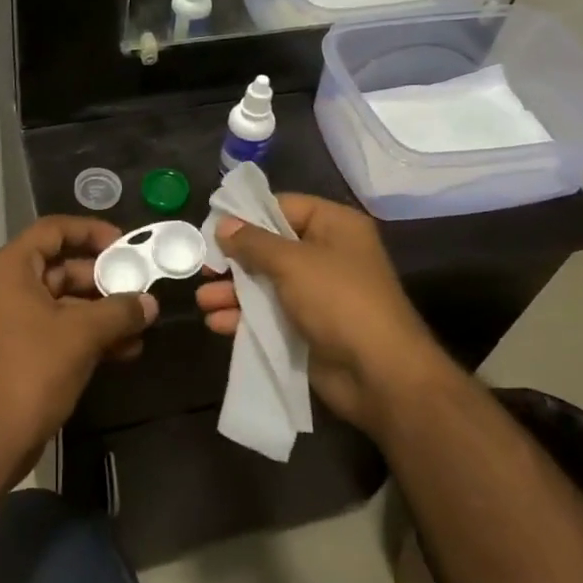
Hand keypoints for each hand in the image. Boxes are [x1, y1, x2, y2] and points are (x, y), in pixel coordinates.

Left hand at [0, 217, 156, 472]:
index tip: (124, 244)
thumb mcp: (83, 334)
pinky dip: (87, 335)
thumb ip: (120, 311)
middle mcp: (5, 288)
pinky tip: (125, 351)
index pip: (52, 230)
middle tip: (140, 289)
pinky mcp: (17, 353)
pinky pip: (57, 331)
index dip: (90, 231)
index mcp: (10, 269)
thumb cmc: (32, 370)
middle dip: (104, 280)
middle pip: (61, 268)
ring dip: (101, 313)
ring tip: (141, 325)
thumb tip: (149, 303)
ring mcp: (9, 323)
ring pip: (63, 304)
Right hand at [195, 194, 454, 435]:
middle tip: (202, 267)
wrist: (379, 374)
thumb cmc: (339, 301)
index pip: (283, 207)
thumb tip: (224, 225)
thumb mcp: (293, 263)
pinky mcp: (308, 327)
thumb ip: (254, 243)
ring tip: (203, 301)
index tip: (212, 226)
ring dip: (233, 291)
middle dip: (234, 259)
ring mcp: (317, 294)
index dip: (247, 215)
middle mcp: (327, 254)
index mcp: (335, 226)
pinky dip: (244, 317)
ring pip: (265, 284)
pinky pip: (269, 315)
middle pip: (270, 247)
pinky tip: (218, 323)